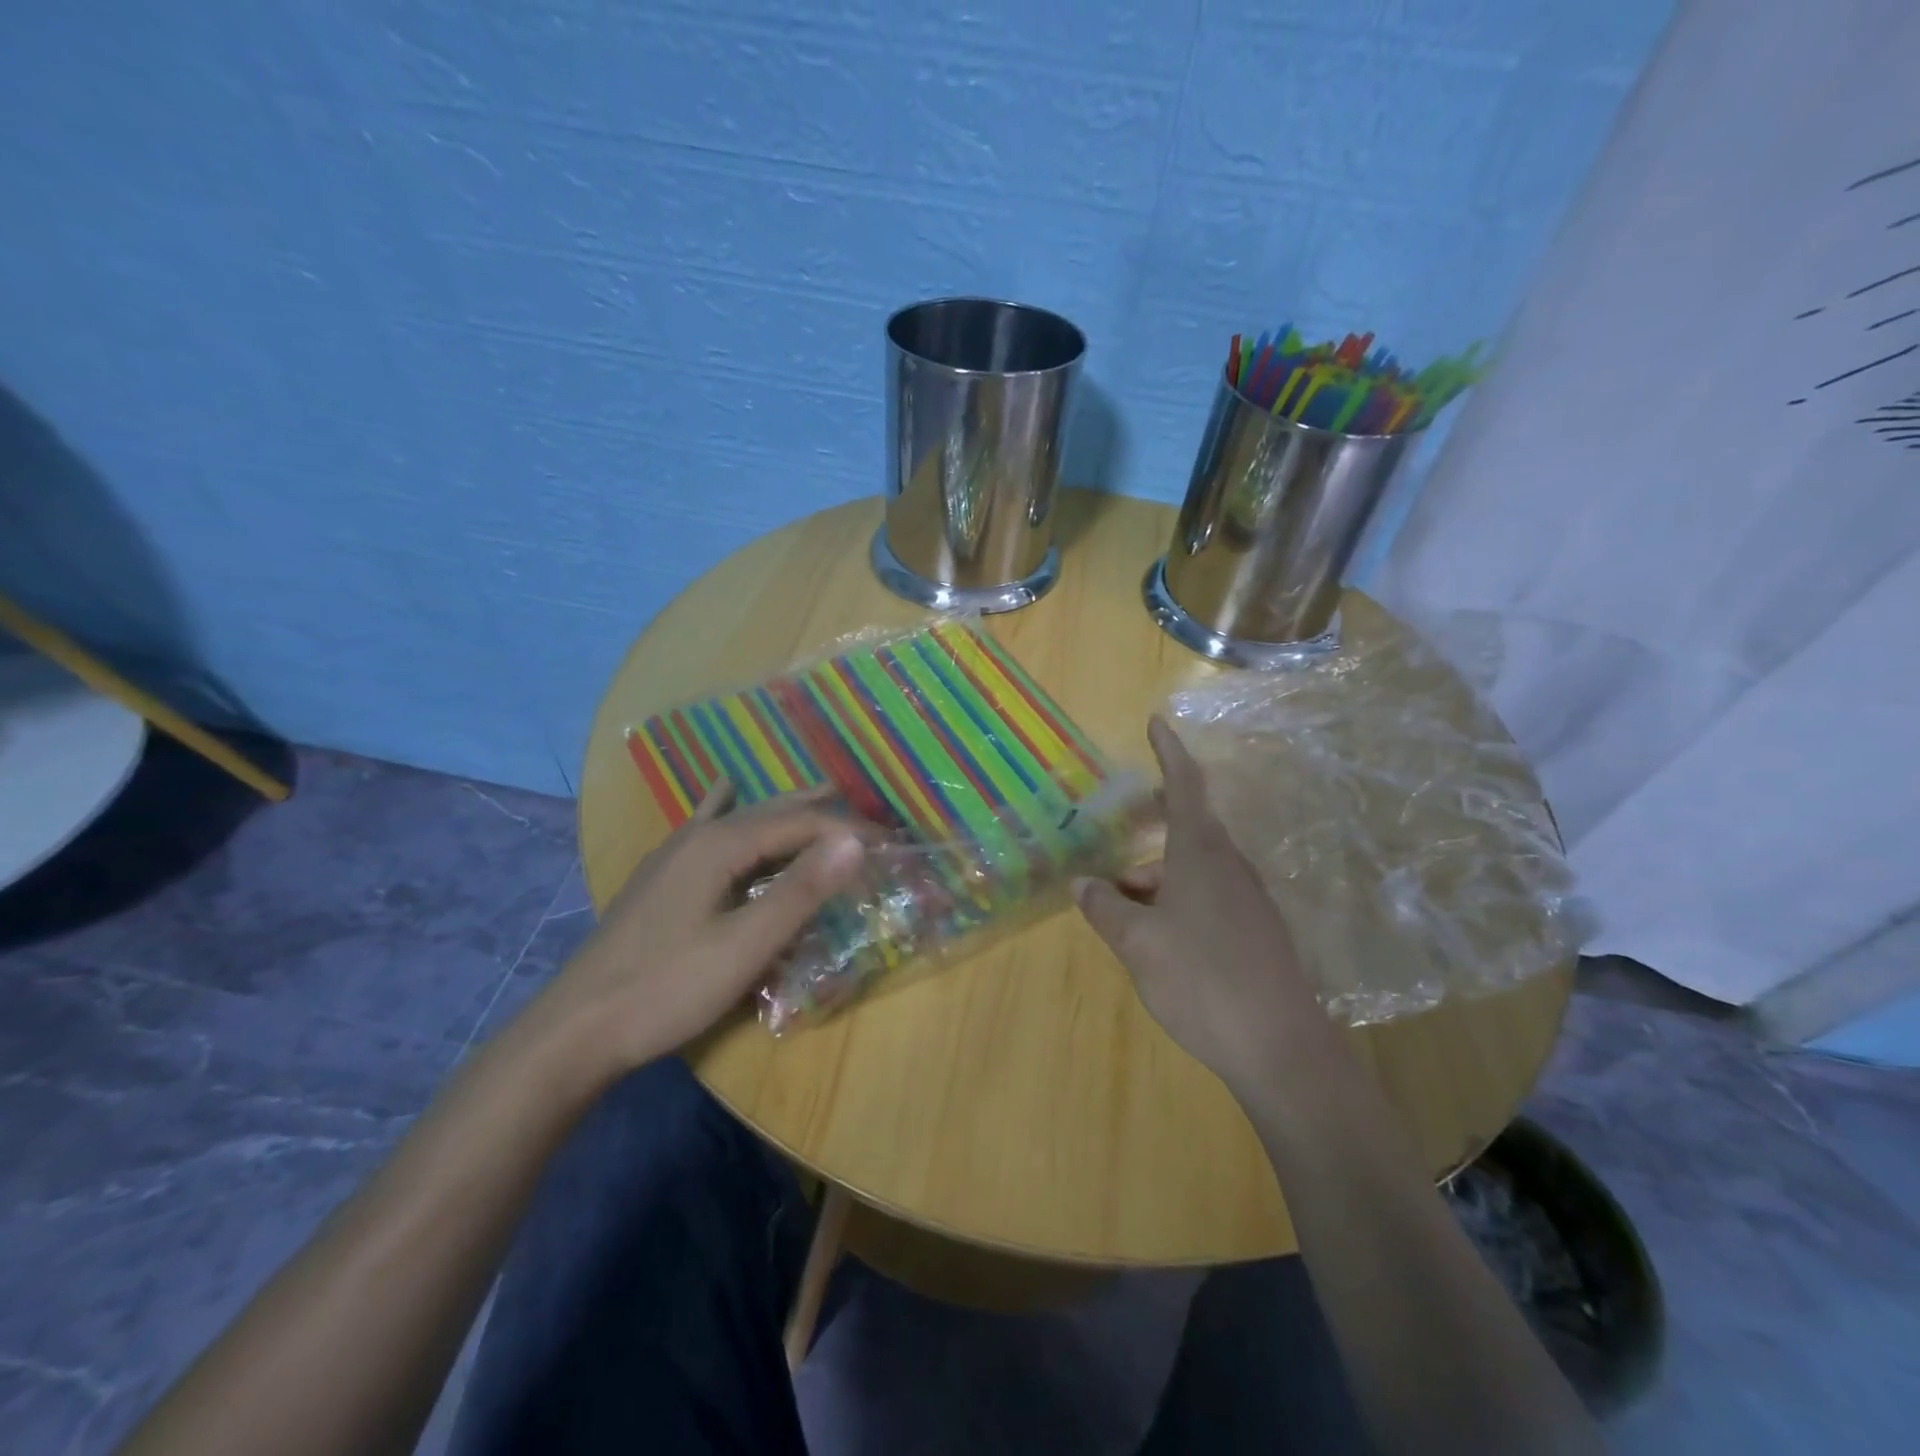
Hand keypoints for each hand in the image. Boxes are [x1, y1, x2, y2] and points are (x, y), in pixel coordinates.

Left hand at [532, 782, 867, 1075]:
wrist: (576, 1031)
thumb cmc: (667, 989)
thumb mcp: (745, 946)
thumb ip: (801, 891)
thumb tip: (855, 839)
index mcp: (721, 845)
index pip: (801, 823)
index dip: (850, 830)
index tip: (891, 843)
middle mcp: (698, 835)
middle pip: (773, 812)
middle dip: (824, 812)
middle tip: (869, 820)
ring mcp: (674, 854)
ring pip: (743, 817)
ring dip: (787, 810)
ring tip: (823, 797)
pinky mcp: (662, 876)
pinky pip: (707, 826)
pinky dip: (727, 806)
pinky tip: (724, 787)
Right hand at [1075, 718, 1317, 1091]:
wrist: (1280, 1047)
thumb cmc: (1201, 980)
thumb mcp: (1138, 944)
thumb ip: (1105, 909)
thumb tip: (1082, 883)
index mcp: (1200, 855)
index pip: (1185, 786)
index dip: (1169, 752)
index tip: (1156, 722)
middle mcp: (1229, 867)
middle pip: (1184, 832)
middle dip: (1146, 837)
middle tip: (1114, 849)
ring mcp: (1247, 900)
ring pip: (1192, 871)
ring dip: (1155, 880)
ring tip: (1120, 914)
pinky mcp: (1256, 932)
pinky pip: (1207, 898)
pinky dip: (1175, 903)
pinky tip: (1157, 939)